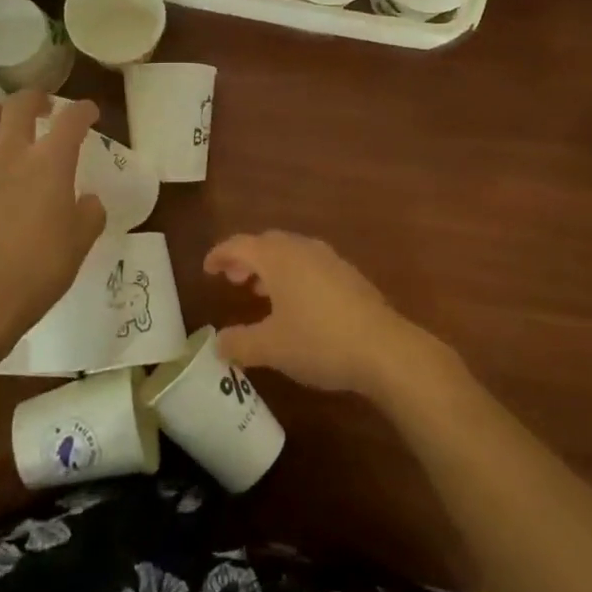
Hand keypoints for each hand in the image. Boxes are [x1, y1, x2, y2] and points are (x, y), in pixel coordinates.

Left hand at [0, 91, 106, 357]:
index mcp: (51, 161)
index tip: (89, 112)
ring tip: (5, 125)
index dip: (84, 110)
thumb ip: (90, 214)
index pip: (72, 119)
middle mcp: (12, 152)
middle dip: (36, 98)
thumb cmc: (38, 268)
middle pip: (20, 104)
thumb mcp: (80, 243)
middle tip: (44, 107)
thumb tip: (88, 201)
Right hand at [205, 231, 433, 396]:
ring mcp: (329, 259)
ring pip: (290, 252)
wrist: (384, 348)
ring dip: (271, 267)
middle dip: (246, 259)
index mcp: (278, 258)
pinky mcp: (349, 275)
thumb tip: (218, 344)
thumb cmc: (319, 341)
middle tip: (233, 280)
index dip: (220, 255)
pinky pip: (310, 264)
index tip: (207, 269)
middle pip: (266, 243)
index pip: (240, 245)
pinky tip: (297, 304)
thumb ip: (240, 343)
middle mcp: (302, 248)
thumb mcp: (272, 348)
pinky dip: (293, 275)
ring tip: (261, 292)